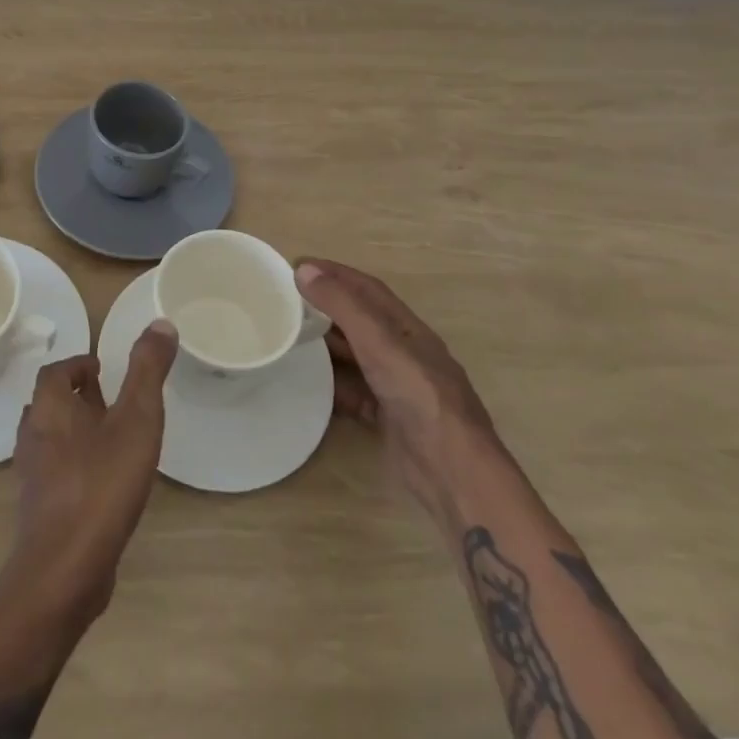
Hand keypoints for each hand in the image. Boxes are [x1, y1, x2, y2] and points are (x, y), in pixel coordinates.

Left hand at [0, 323, 178, 630]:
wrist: (64, 570)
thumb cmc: (101, 484)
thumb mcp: (136, 419)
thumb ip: (148, 370)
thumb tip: (161, 322)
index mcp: (50, 407)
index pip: (54, 372)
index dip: (76, 366)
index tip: (103, 370)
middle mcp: (33, 435)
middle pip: (49, 404)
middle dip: (77, 397)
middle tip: (110, 399)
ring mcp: (32, 476)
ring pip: (50, 439)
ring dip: (75, 432)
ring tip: (110, 437)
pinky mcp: (38, 510)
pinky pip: (54, 473)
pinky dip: (74, 466)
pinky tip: (102, 483)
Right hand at [296, 257, 494, 490]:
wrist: (452, 472)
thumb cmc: (419, 396)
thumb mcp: (379, 343)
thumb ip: (343, 307)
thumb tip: (304, 270)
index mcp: (408, 329)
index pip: (367, 289)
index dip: (335, 274)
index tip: (298, 266)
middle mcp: (404, 353)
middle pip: (361, 322)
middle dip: (327, 308)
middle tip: (285, 303)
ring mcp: (398, 388)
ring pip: (356, 358)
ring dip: (328, 347)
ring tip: (290, 339)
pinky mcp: (389, 420)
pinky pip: (355, 393)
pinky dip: (333, 386)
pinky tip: (309, 385)